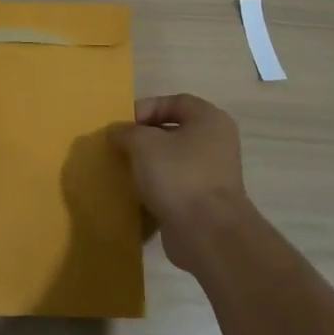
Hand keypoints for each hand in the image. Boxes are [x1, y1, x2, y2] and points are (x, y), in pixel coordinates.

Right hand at [110, 95, 250, 269]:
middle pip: (172, 131)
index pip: (174, 101)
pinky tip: (134, 194)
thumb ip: (126, 132)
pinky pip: (174, 186)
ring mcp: (212, 174)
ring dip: (147, 164)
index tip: (122, 124)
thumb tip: (117, 132)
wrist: (207, 233)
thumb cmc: (178, 176)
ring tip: (122, 170)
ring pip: (172, 160)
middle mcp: (216, 143)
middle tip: (118, 147)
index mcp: (209, 120)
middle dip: (143, 138)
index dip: (146, 108)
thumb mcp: (143, 144)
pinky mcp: (203, 201)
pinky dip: (155, 188)